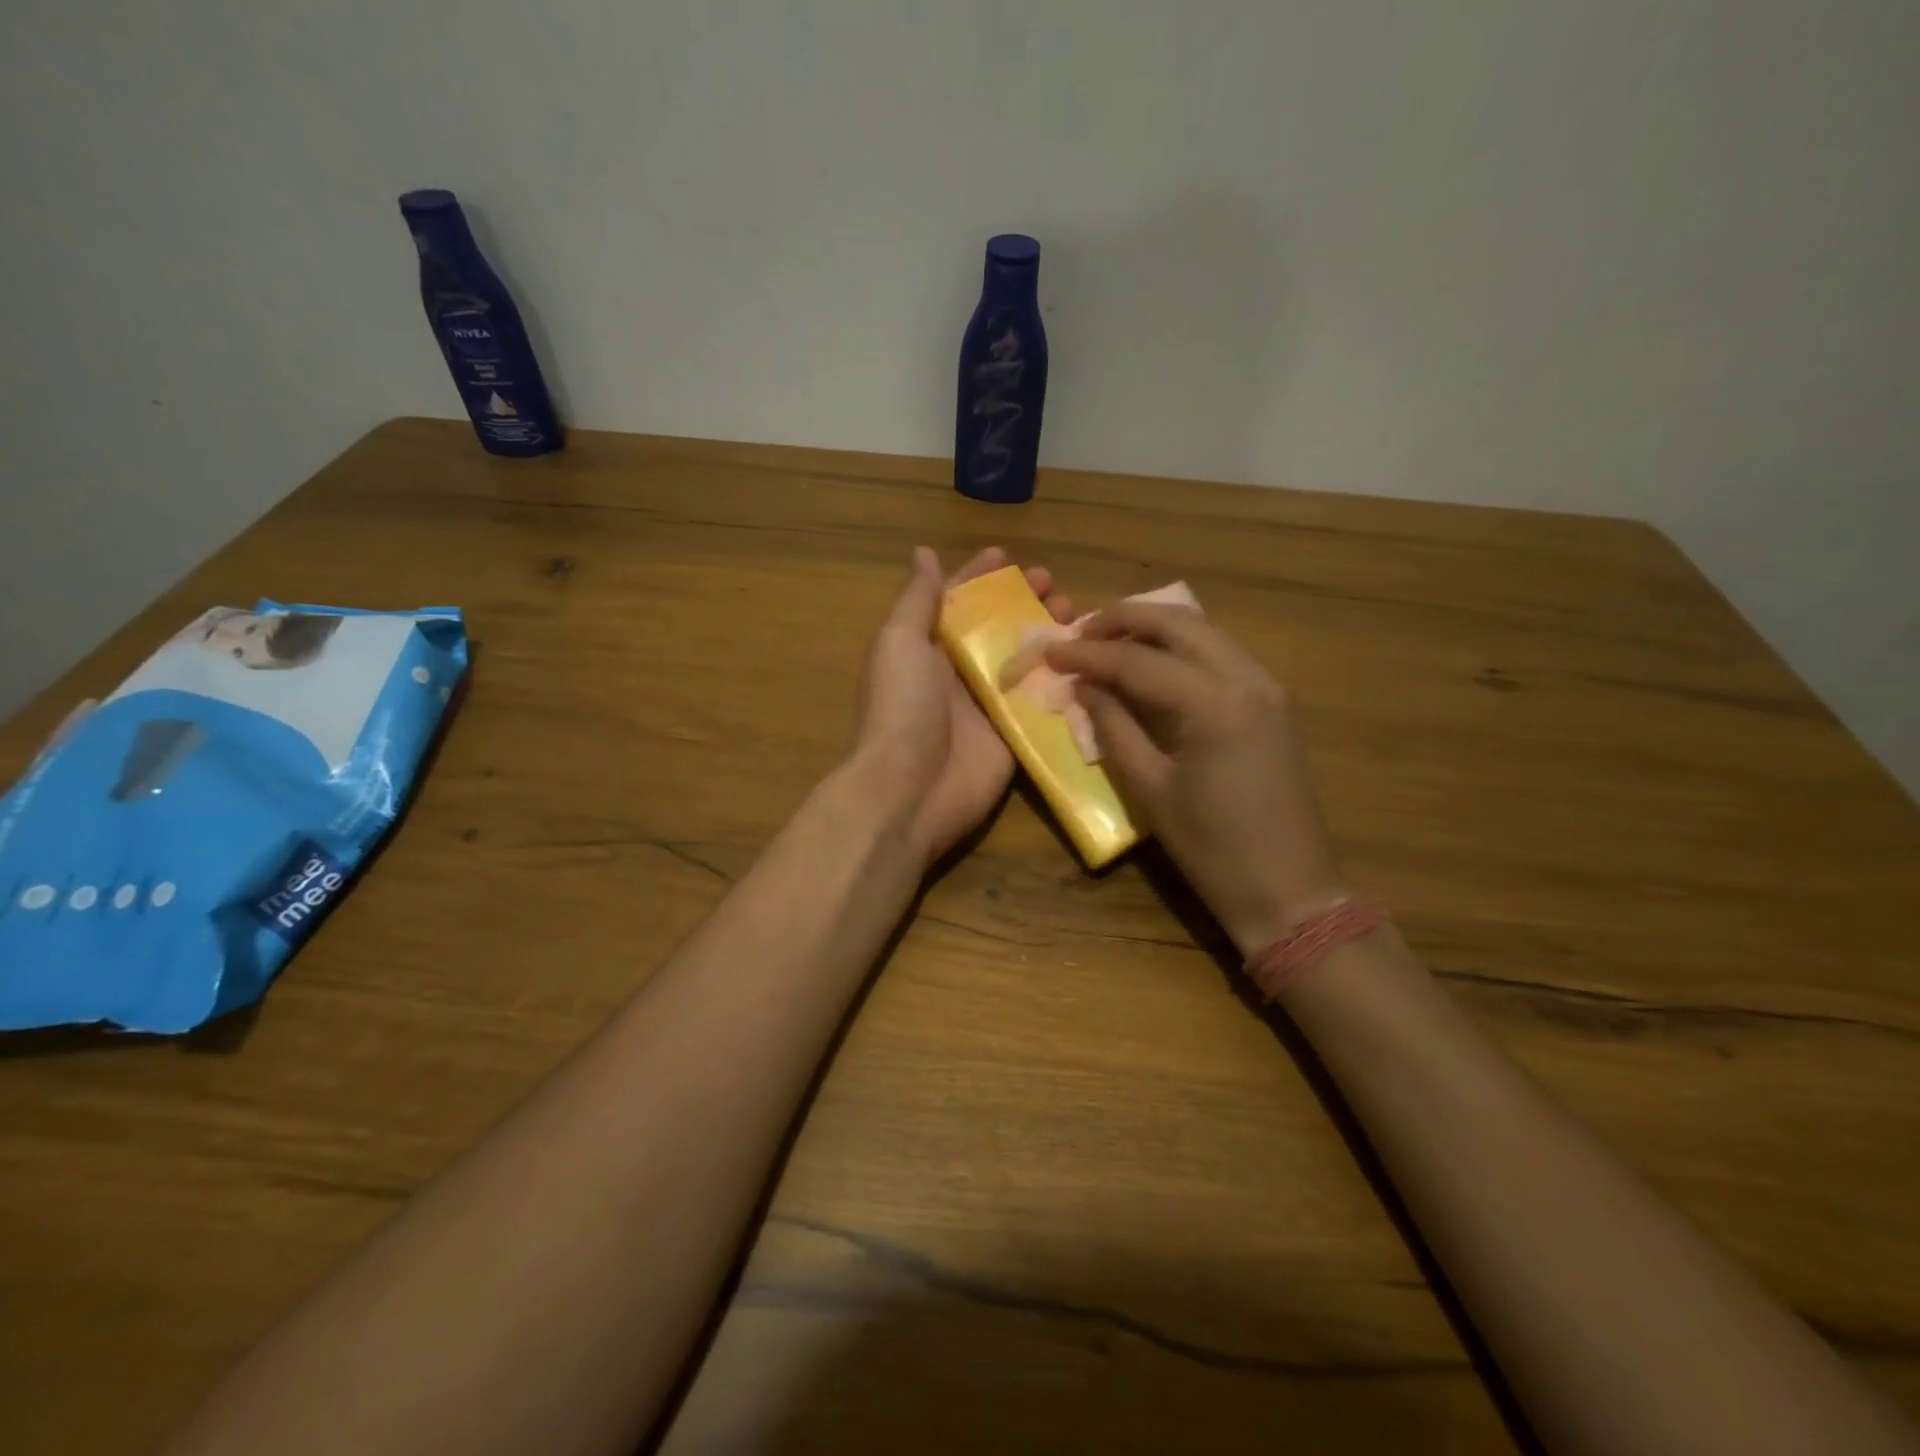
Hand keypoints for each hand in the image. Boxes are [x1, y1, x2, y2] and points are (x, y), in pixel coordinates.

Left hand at [852, 546, 1075, 865]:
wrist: (911, 789)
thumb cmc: (902, 708)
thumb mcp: (900, 642)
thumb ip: (917, 600)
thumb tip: (924, 553)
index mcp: (928, 648)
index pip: (957, 602)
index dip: (979, 577)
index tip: (1008, 556)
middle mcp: (959, 673)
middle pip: (997, 628)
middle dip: (1024, 603)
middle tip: (1055, 586)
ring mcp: (988, 705)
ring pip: (1025, 661)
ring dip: (1049, 635)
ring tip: (1077, 614)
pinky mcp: (1014, 734)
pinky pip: (1042, 702)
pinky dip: (1064, 680)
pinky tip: (1091, 659)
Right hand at [1047, 605, 1342, 954]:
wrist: (1288, 889)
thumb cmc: (1212, 849)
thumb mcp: (1150, 789)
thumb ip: (1113, 727)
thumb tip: (1084, 687)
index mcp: (1215, 704)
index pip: (1139, 660)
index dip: (1089, 653)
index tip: (1050, 649)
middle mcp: (1248, 678)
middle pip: (1178, 623)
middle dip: (1123, 620)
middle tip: (1079, 632)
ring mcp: (1268, 686)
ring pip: (1204, 631)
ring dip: (1153, 628)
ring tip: (1108, 642)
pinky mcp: (1274, 701)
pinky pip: (1221, 653)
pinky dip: (1181, 648)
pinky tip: (1152, 664)